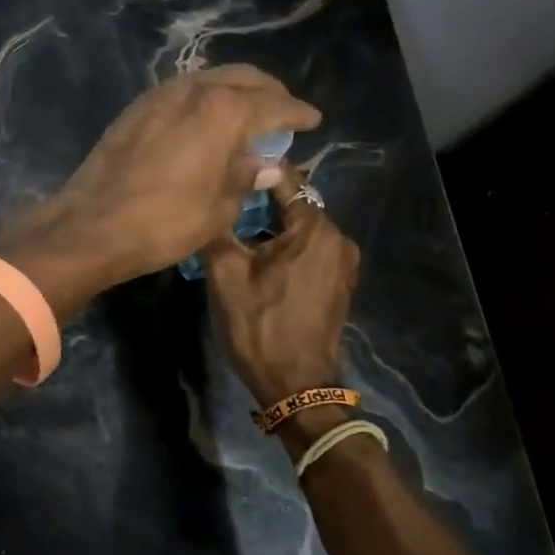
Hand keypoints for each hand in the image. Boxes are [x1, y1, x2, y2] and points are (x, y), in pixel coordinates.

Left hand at [0, 67, 319, 318]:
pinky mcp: (134, 109)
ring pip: (208, 79)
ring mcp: (159, 96)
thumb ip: (246, 177)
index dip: (296, 112)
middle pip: (242, 78)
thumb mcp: (218, 207)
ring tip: (246, 115)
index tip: (312, 119)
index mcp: (223, 110)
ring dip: (233, 91)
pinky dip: (203, 100)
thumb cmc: (165, 221)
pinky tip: (205, 121)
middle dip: (268, 92)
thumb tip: (266, 165)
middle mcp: (193, 90)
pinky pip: (181, 93)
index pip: (273, 104)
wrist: (91, 225)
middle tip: (282, 112)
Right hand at [203, 165, 360, 415]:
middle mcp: (337, 237)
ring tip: (235, 231)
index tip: (223, 170)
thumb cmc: (258, 325)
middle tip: (222, 205)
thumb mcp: (225, 274)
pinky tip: (258, 257)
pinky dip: (285, 246)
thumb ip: (219, 227)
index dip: (253, 171)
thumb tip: (211, 197)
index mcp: (314, 228)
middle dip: (259, 202)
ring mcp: (343, 262)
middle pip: (293, 203)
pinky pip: (309, 249)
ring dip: (270, 226)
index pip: (284, 178)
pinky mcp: (340, 281)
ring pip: (300, 227)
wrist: (296, 384)